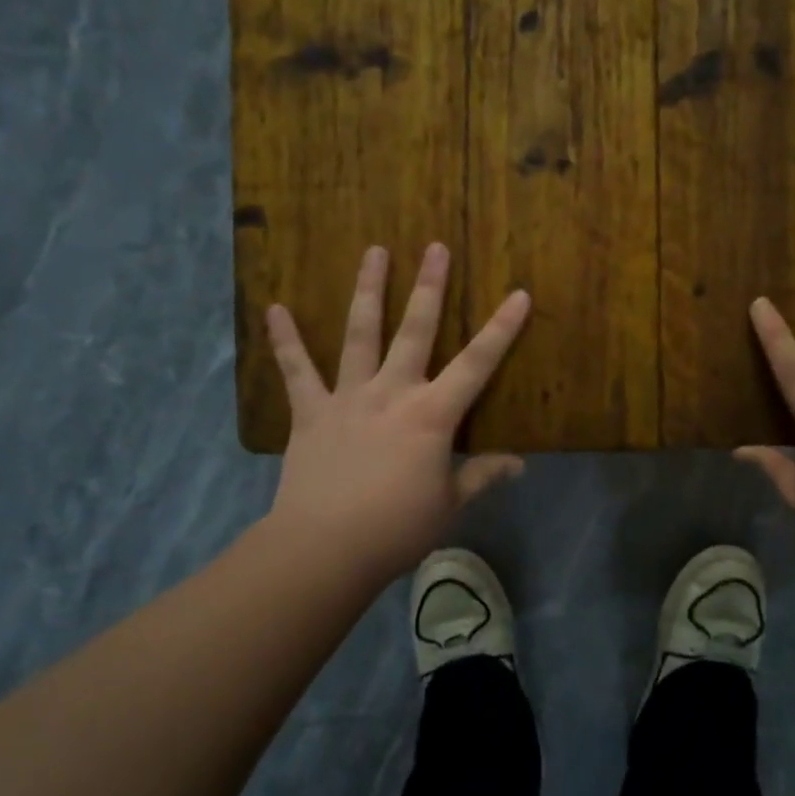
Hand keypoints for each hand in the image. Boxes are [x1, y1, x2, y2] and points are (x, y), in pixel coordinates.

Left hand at [265, 243, 530, 584]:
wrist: (325, 548)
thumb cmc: (396, 528)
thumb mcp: (449, 504)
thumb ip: (482, 476)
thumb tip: (520, 464)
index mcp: (432, 415)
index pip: (477, 364)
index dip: (501, 328)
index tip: (519, 294)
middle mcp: (392, 392)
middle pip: (415, 330)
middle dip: (429, 287)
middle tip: (435, 246)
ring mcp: (348, 397)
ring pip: (361, 334)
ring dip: (368, 290)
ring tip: (374, 251)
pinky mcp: (311, 412)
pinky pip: (297, 371)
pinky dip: (285, 340)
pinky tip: (274, 308)